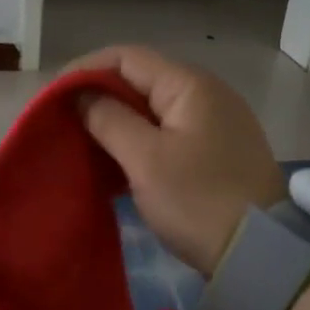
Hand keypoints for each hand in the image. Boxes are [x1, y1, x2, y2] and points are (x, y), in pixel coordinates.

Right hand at [71, 45, 283, 275]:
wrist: (257, 251)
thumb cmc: (197, 200)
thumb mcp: (145, 159)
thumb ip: (109, 120)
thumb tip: (82, 96)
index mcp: (190, 85)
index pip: (127, 57)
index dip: (85, 70)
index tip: (52, 98)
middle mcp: (206, 95)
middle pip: (141, 81)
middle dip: (98, 97)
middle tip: (62, 123)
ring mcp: (214, 125)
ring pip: (152, 111)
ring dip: (116, 123)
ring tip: (82, 143)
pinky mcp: (215, 154)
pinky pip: (167, 136)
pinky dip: (138, 143)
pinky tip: (115, 163)